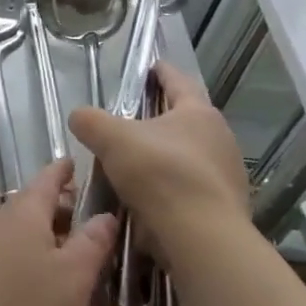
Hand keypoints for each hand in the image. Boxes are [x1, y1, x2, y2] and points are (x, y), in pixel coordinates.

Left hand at [0, 161, 115, 305]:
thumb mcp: (73, 277)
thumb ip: (93, 242)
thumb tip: (105, 214)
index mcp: (26, 210)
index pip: (49, 177)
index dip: (66, 170)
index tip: (79, 164)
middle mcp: (1, 219)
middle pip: (38, 208)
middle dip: (67, 218)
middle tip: (98, 235)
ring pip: (27, 238)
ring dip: (54, 249)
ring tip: (82, 276)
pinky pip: (12, 260)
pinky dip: (35, 268)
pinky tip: (50, 297)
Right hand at [68, 61, 250, 260]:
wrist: (202, 239)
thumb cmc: (160, 174)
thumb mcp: (112, 139)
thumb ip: (90, 121)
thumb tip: (79, 116)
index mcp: (198, 113)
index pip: (178, 82)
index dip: (162, 72)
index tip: (151, 67)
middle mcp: (220, 139)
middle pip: (186, 121)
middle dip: (162, 119)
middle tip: (134, 122)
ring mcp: (227, 176)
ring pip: (190, 157)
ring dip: (166, 157)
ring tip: (137, 165)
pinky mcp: (225, 209)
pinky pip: (192, 189)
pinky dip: (172, 189)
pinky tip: (150, 200)